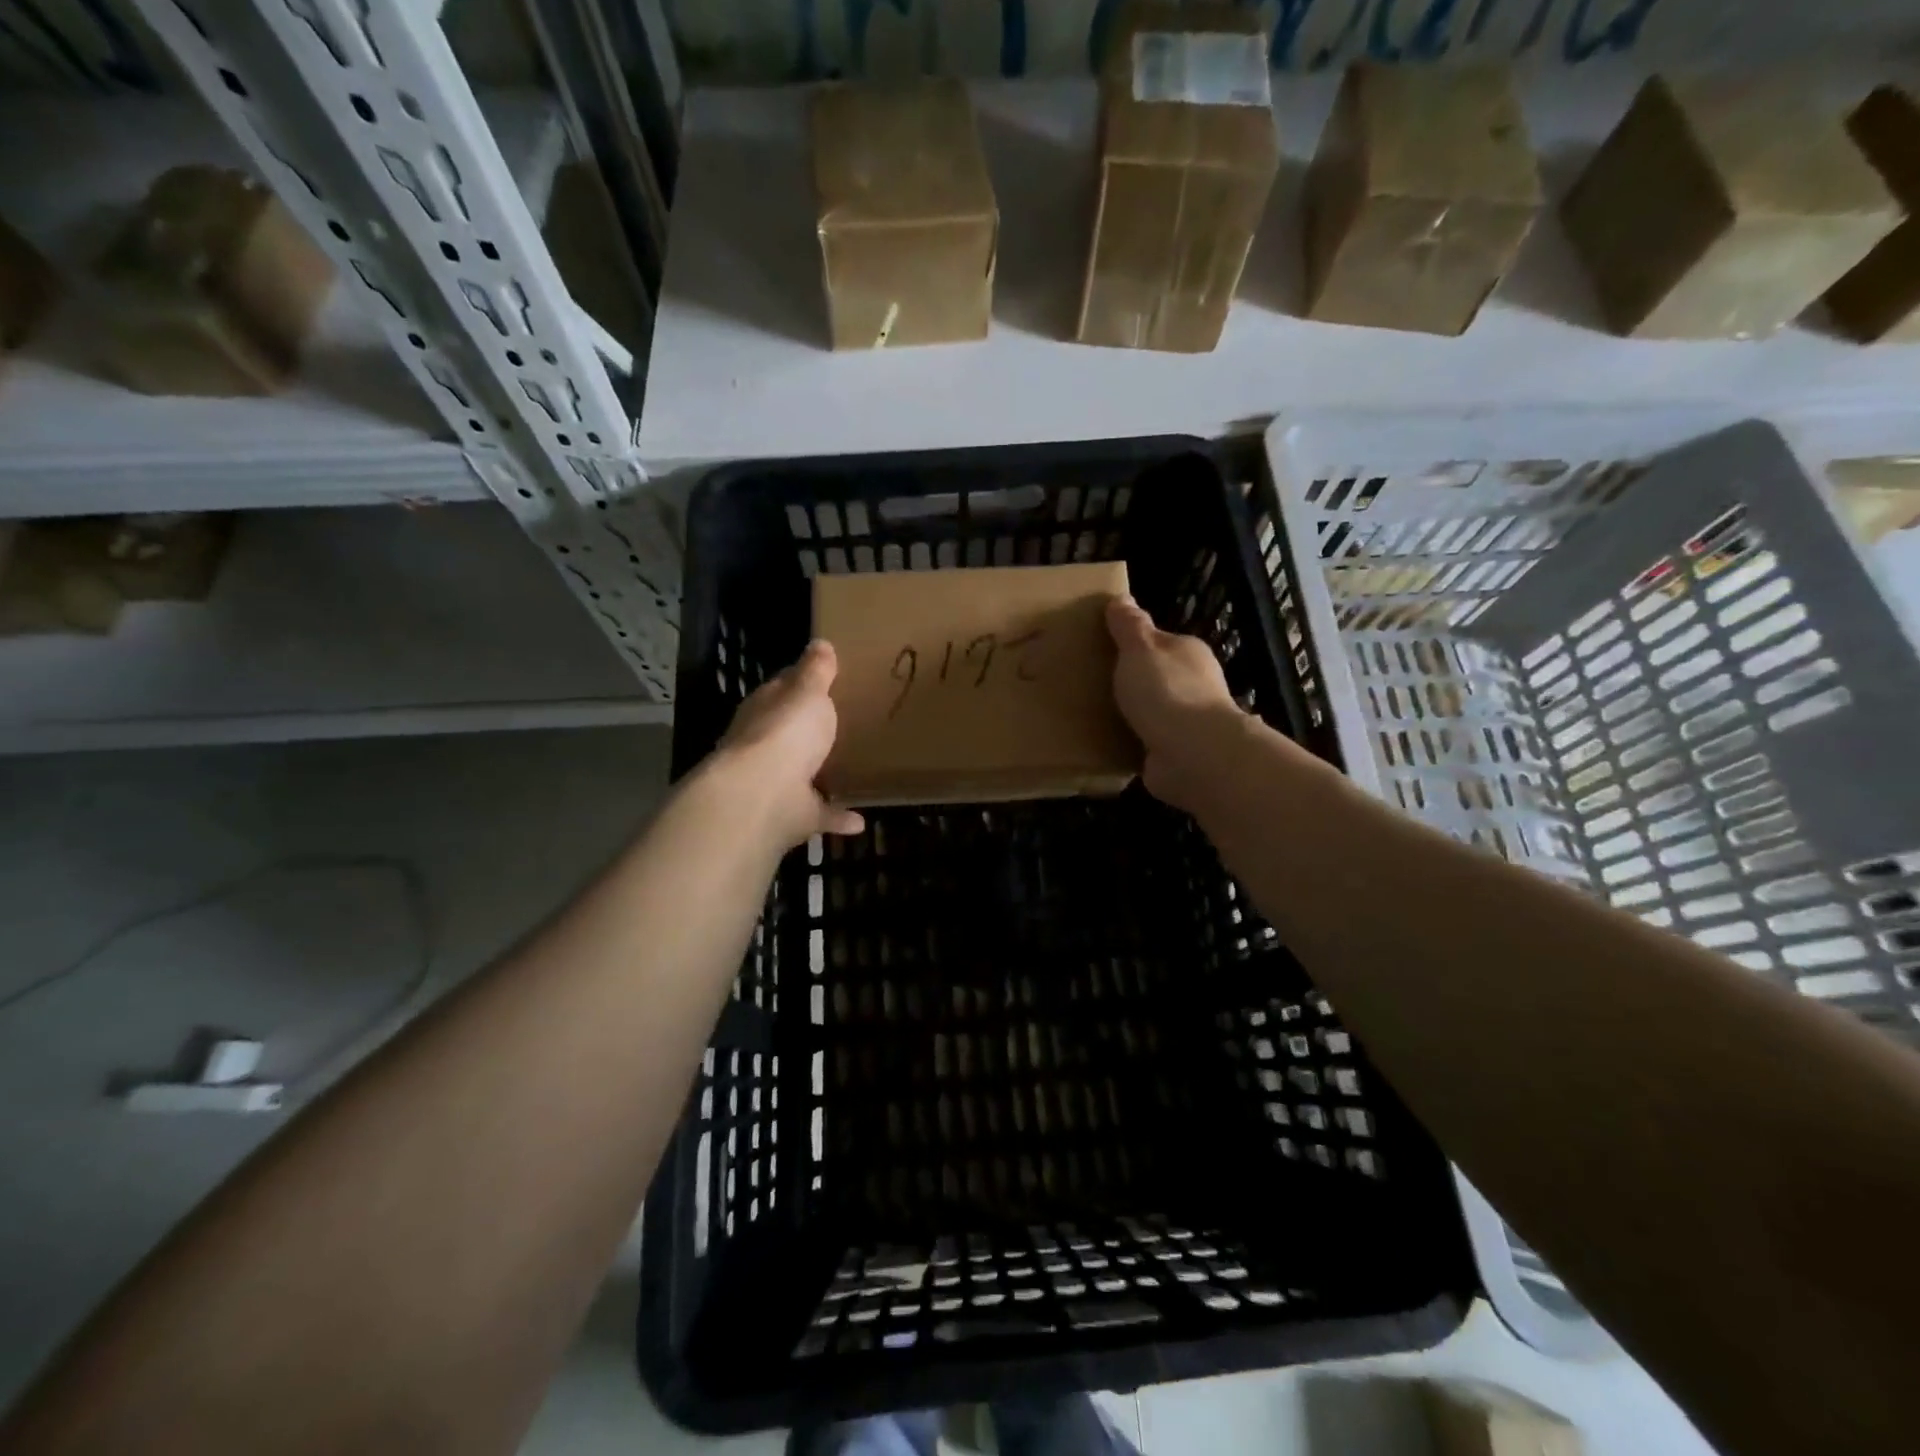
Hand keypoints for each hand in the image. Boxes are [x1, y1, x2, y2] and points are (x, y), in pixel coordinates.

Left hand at [709, 640, 864, 851]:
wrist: (764, 795)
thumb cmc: (786, 731)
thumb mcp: (808, 691)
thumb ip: (816, 671)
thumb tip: (819, 642)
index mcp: (766, 709)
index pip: (782, 689)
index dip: (802, 683)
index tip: (828, 679)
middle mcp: (765, 745)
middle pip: (790, 733)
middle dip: (810, 730)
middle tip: (844, 724)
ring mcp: (776, 783)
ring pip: (801, 775)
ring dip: (821, 774)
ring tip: (853, 770)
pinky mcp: (792, 815)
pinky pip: (820, 814)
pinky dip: (837, 817)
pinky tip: (861, 819)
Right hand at [1107, 597, 1249, 813]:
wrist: (1193, 754)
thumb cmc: (1166, 691)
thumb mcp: (1140, 649)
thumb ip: (1129, 626)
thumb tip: (1122, 598)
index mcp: (1187, 652)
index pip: (1157, 642)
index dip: (1130, 645)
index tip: (1100, 651)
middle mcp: (1194, 684)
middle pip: (1156, 677)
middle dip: (1130, 682)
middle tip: (1090, 685)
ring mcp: (1188, 722)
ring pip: (1152, 712)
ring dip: (1130, 716)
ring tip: (1091, 716)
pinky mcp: (1177, 753)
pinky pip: (1147, 743)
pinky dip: (1131, 744)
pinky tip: (1106, 745)